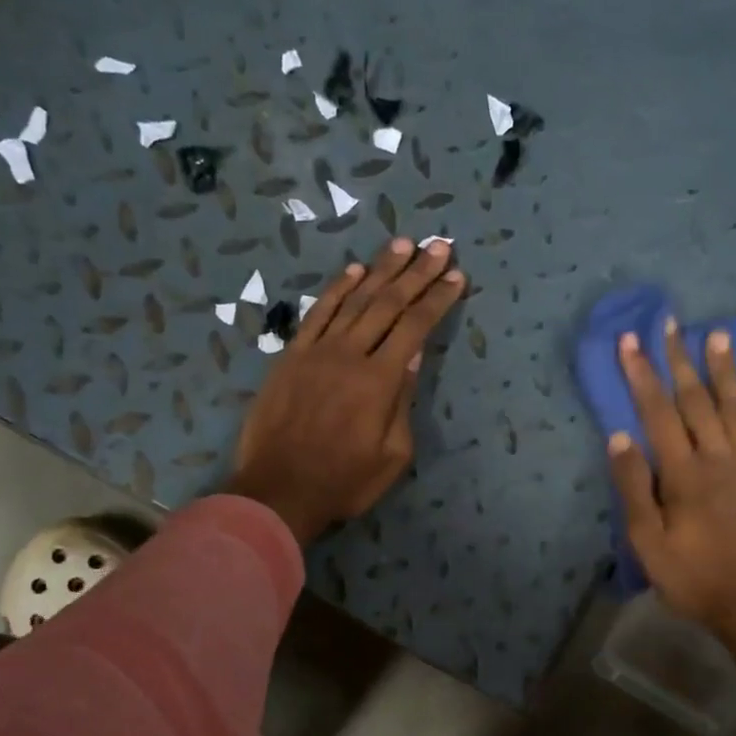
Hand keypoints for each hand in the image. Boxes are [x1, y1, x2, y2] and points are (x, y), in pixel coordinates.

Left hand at [228, 238, 463, 544]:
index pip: (415, 327)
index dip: (437, 298)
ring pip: (353, 300)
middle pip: (388, 303)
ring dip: (380, 269)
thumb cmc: (343, 482)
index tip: (457, 275)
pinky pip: (317, 313)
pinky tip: (354, 270)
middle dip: (417, 273)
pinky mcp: (291, 356)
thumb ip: (404, 402)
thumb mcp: (392, 455)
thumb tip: (414, 356)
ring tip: (403, 244)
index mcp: (379, 381)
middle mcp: (349, 354)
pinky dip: (336, 289)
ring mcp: (316, 351)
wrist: (278, 491)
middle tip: (439, 246)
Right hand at [608, 321, 735, 684]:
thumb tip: (619, 438)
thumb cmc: (695, 580)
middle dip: (680, 361)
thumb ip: (634, 489)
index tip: (631, 341)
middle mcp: (719, 460)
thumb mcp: (648, 543)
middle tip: (671, 323)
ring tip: (718, 335)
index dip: (643, 375)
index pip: (658, 414)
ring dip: (726, 373)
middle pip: (696, 403)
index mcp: (683, 474)